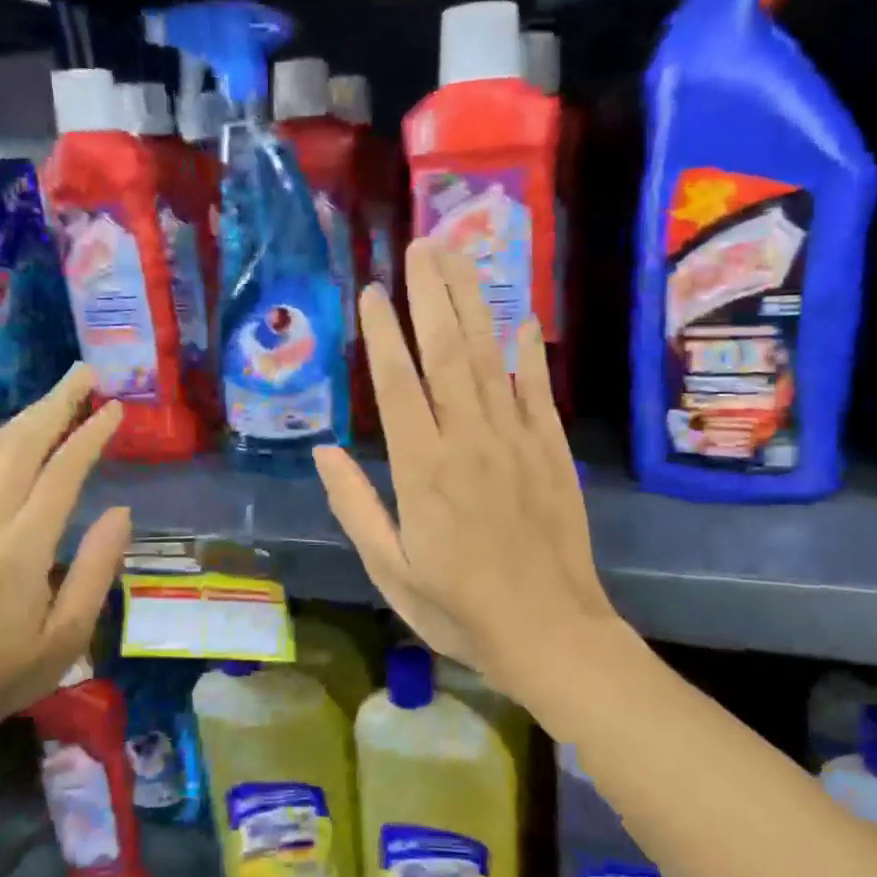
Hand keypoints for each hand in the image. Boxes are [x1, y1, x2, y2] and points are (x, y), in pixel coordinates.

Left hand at [0, 364, 132, 747]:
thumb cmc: (10, 671)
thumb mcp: (71, 633)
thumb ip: (98, 567)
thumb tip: (120, 510)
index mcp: (23, 548)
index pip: (62, 472)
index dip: (91, 435)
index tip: (115, 409)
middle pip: (22, 445)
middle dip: (56, 404)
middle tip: (85, 374)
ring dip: (22, 417)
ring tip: (53, 397)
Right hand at [314, 241, 615, 691]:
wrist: (548, 632)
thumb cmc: (458, 609)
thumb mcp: (390, 570)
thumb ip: (355, 506)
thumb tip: (323, 450)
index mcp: (423, 471)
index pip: (399, 385)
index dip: (385, 335)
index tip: (375, 292)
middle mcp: (469, 442)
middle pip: (449, 354)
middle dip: (432, 295)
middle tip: (422, 245)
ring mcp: (517, 442)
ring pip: (492, 359)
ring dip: (474, 305)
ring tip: (461, 258)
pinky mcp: (553, 452)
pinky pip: (538, 392)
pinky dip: (529, 353)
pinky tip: (521, 318)